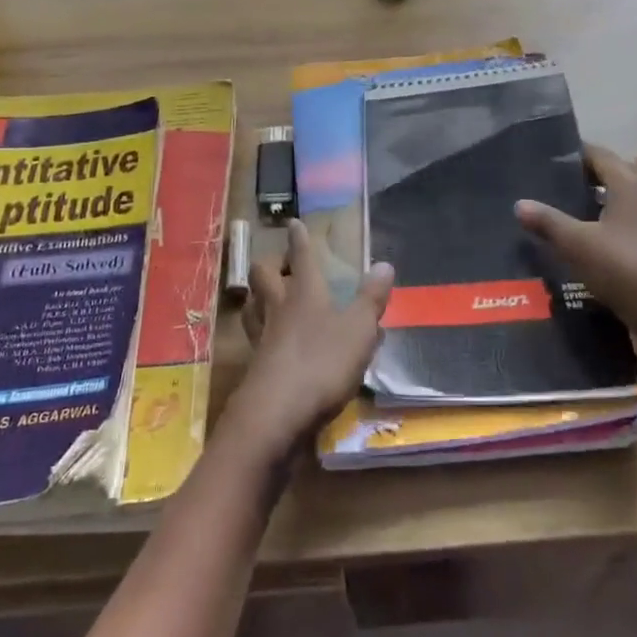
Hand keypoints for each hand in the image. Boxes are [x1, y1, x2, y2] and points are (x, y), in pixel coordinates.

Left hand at [224, 219, 394, 461]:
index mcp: (305, 292)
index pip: (300, 256)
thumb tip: (384, 264)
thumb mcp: (358, 330)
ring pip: (251, 304)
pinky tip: (272, 341)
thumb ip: (371, 299)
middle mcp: (279, 307)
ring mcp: (262, 337)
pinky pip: (255, 337)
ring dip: (257, 295)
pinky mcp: (255, 366)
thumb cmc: (322, 362)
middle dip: (270, 264)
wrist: (277, 413)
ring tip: (267, 296)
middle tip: (281, 264)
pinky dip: (262, 331)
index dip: (299, 239)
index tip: (294, 223)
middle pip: (263, 275)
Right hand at [514, 144, 636, 371]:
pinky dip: (607, 231)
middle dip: (591, 176)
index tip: (547, 157)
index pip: (600, 155)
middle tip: (557, 184)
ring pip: (624, 204)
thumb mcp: (577, 244)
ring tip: (565, 212)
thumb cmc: (626, 266)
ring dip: (600, 205)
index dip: (575, 153)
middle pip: (618, 175)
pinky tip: (584, 245)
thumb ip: (548, 222)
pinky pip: (627, 231)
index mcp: (630, 184)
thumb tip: (519, 203)